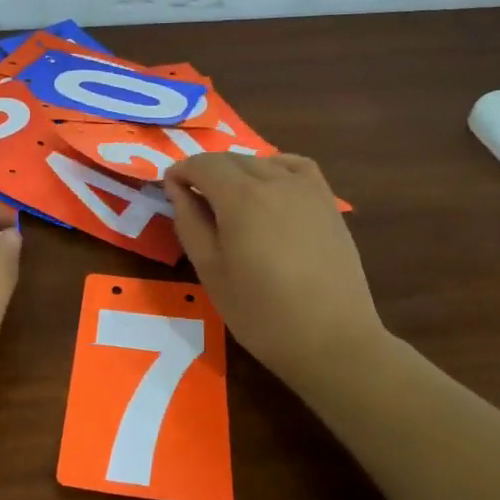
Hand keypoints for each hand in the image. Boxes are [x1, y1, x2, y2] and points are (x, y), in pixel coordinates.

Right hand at [163, 153, 386, 392]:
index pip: (203, 164)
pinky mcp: (328, 203)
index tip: (169, 189)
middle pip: (231, 160)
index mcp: (240, 197)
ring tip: (229, 201)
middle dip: (206, 172)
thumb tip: (177, 188)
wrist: (331, 338)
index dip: (180, 171)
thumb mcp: (210, 270)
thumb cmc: (259, 311)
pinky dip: (275, 168)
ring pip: (262, 162)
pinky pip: (297, 167)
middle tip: (193, 201)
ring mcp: (307, 189)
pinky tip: (269, 188)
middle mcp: (274, 181)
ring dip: (238, 172)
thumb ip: (189, 222)